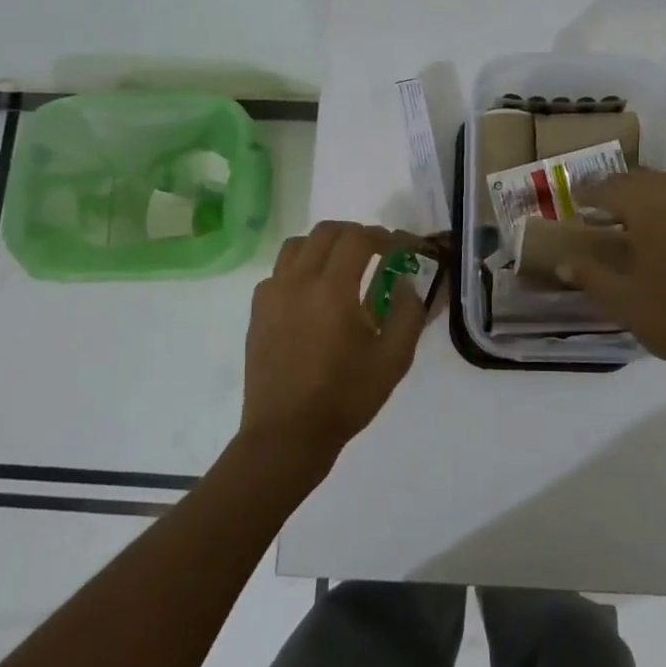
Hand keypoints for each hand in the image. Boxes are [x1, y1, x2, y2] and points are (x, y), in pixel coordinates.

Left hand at [239, 221, 427, 472]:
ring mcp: (272, 294)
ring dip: (324, 245)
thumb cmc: (345, 397)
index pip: (359, 239)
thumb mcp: (394, 360)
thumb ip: (408, 313)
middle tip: (375, 251)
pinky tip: (312, 294)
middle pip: (326, 232)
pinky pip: (278, 272)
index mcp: (333, 289)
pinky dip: (300, 268)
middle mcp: (298, 281)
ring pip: (297, 245)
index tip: (400, 248)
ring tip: (342, 265)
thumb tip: (404, 281)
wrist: (287, 434)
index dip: (384, 236)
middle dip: (355, 233)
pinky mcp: (258, 312)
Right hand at [564, 167, 665, 385]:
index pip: (612, 189)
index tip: (577, 201)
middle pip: (646, 179)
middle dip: (622, 188)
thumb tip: (564, 263)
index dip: (591, 193)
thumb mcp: (620, 301)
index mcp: (649, 210)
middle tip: (606, 207)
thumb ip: (590, 276)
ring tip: (651, 205)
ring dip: (664, 185)